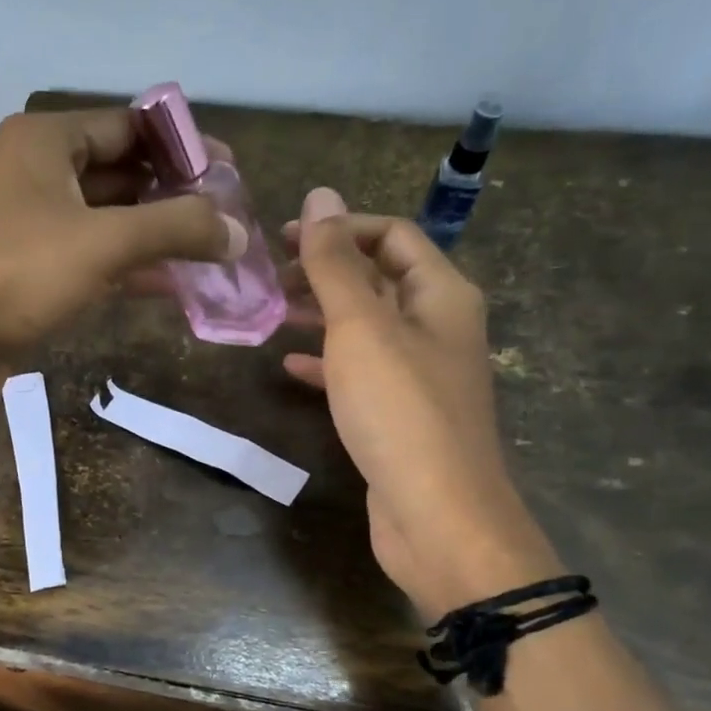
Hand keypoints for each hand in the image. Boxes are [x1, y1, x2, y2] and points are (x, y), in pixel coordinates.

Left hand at [0, 109, 243, 392]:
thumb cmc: (17, 273)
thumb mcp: (104, 243)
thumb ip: (176, 229)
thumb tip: (237, 232)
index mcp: (44, 140)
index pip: (129, 125)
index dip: (182, 145)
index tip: (228, 171)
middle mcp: (34, 172)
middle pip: (119, 172)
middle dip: (172, 195)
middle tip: (225, 217)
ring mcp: (27, 224)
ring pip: (105, 220)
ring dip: (153, 235)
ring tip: (209, 253)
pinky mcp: (26, 271)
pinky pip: (88, 257)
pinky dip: (126, 268)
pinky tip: (169, 284)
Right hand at [282, 188, 561, 615]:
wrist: (437, 516)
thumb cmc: (400, 411)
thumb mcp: (361, 328)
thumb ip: (336, 264)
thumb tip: (320, 195)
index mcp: (441, 294)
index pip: (392, 236)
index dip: (340, 228)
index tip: (283, 239)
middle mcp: (438, 327)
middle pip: (379, 279)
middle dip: (325, 271)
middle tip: (269, 276)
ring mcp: (420, 374)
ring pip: (366, 327)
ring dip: (321, 315)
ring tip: (271, 314)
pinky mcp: (400, 414)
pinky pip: (360, 372)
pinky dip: (326, 362)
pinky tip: (290, 366)